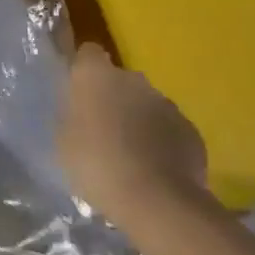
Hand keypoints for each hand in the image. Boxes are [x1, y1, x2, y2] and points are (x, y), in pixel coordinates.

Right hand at [57, 42, 208, 230]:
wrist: (155, 201)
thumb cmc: (95, 163)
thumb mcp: (63, 139)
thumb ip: (72, 115)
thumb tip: (81, 111)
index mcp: (96, 75)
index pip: (88, 53)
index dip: (83, 69)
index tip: (77, 92)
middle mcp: (134, 80)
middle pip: (120, 80)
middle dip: (112, 98)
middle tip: (100, 129)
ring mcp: (167, 104)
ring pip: (146, 105)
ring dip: (137, 120)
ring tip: (128, 154)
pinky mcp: (191, 131)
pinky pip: (169, 129)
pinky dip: (161, 142)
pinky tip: (153, 169)